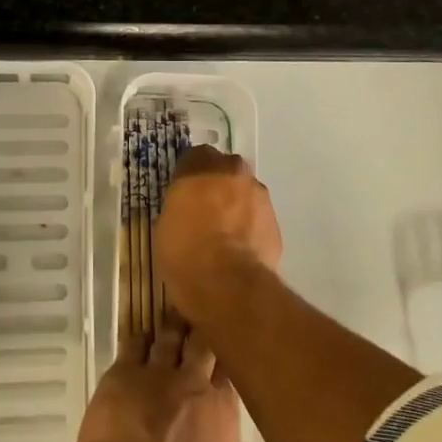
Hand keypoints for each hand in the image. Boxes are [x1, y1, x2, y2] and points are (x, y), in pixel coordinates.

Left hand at [75, 324, 239, 441]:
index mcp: (221, 412)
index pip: (230, 374)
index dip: (226, 363)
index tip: (225, 357)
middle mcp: (193, 381)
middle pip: (203, 343)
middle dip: (203, 331)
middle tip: (203, 321)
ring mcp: (157, 371)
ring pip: (169, 336)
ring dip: (172, 327)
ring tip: (175, 317)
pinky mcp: (124, 370)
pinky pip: (134, 343)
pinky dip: (139, 339)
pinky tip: (140, 337)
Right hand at [154, 145, 282, 324]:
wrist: (228, 284)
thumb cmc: (185, 251)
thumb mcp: (166, 224)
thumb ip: (180, 205)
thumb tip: (186, 211)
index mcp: (202, 165)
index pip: (195, 157)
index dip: (189, 177)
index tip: (183, 194)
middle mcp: (233, 170)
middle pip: (225, 171)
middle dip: (217, 187)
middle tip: (204, 212)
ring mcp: (259, 195)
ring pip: (245, 194)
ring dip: (236, 207)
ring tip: (224, 236)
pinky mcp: (275, 222)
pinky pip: (257, 219)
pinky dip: (250, 229)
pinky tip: (239, 251)